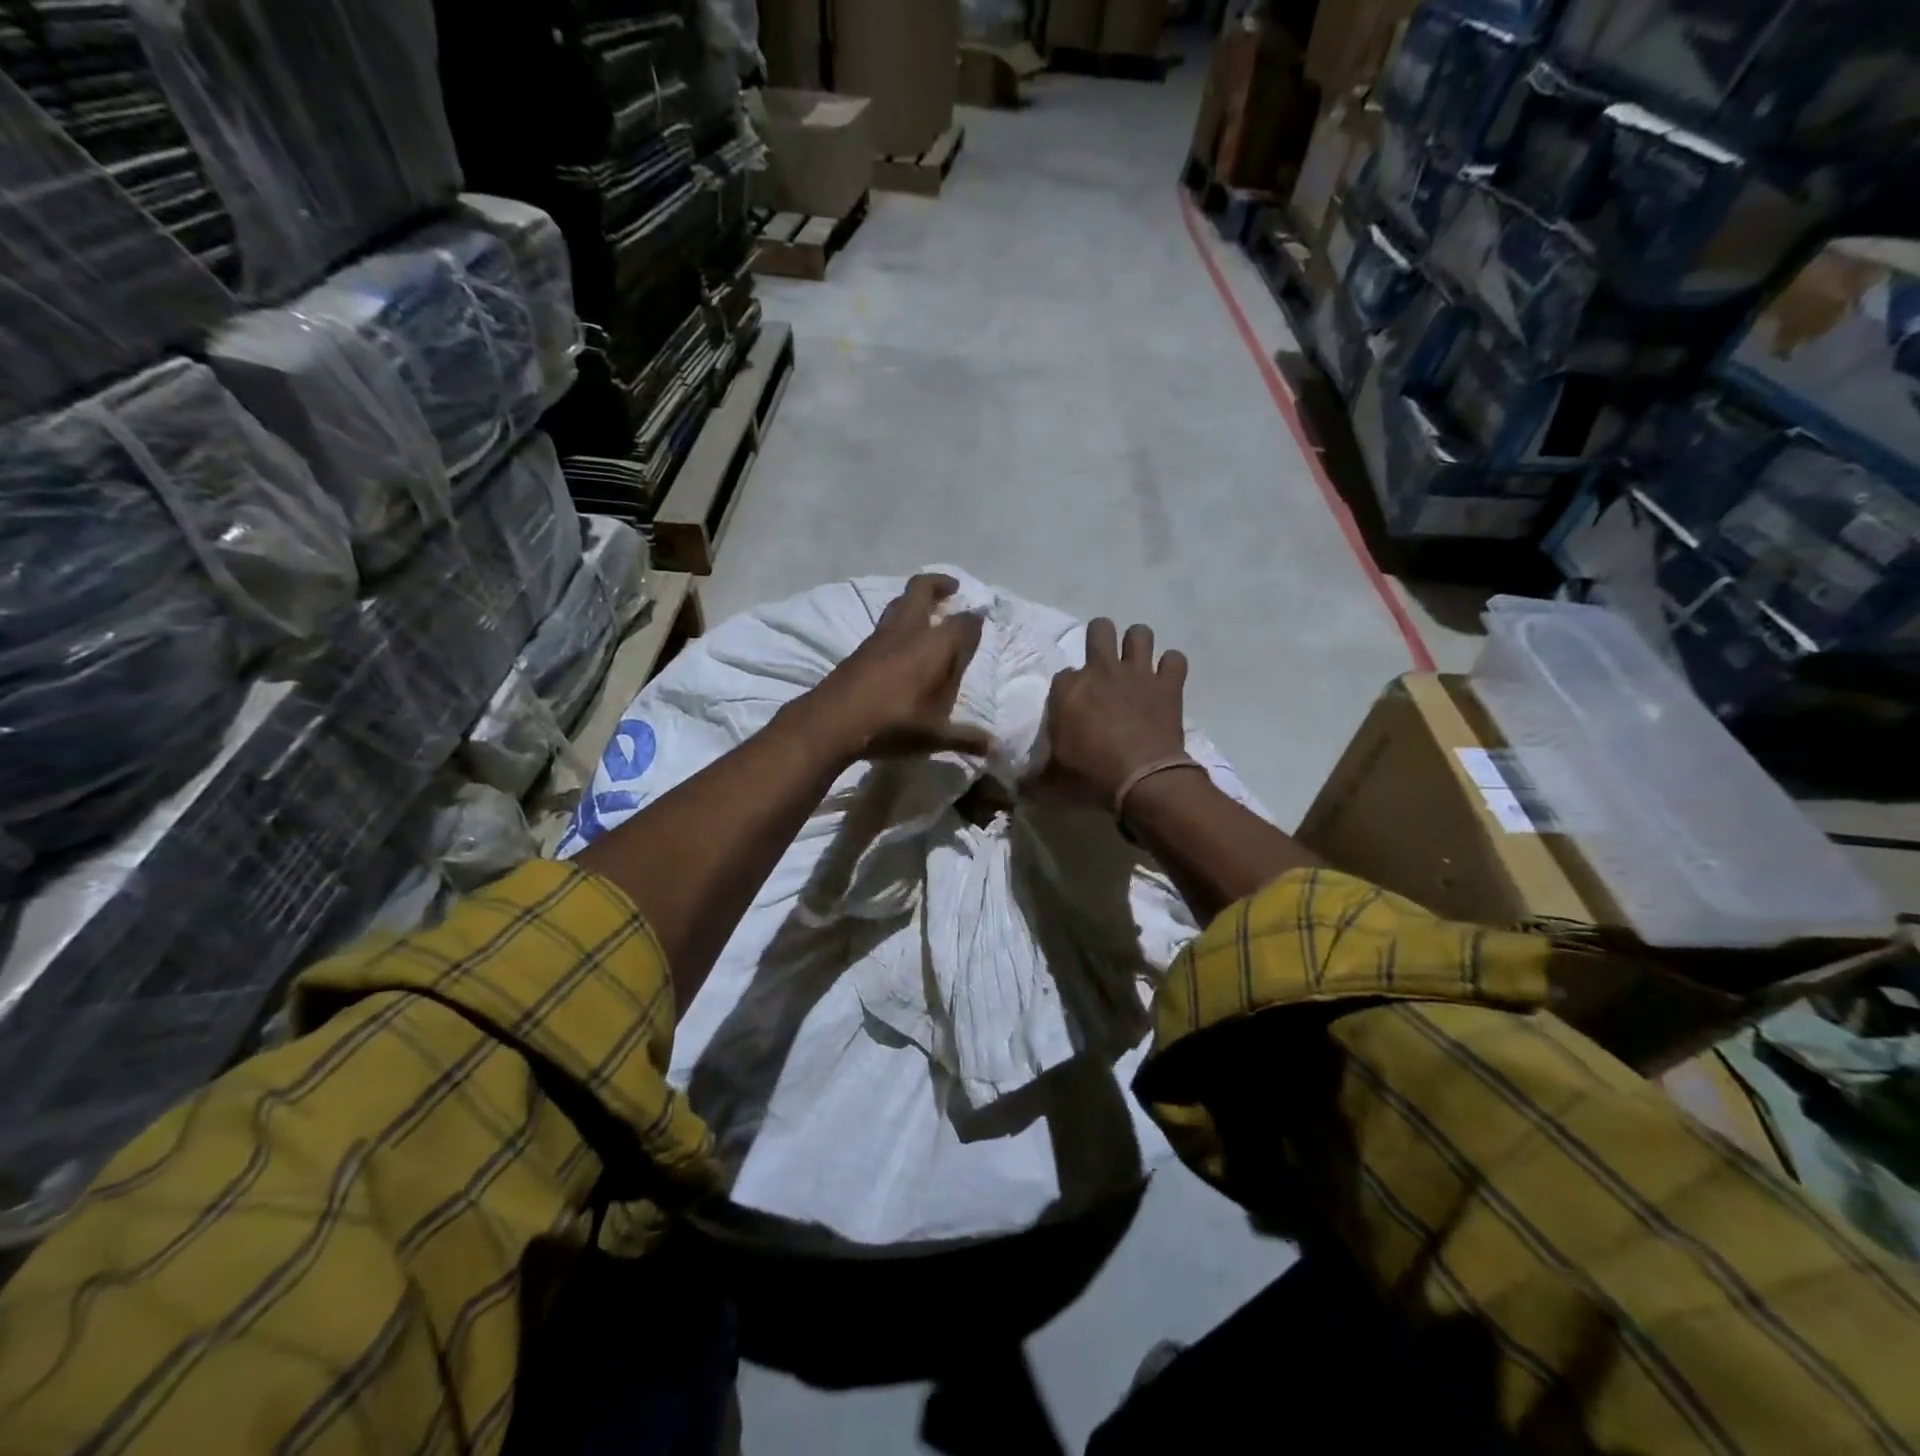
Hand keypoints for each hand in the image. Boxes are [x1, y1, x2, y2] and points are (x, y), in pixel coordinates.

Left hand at [795, 573, 990, 761]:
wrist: (832, 721)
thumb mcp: (933, 736)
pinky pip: (885, 623)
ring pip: (899, 603)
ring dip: (915, 600)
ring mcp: (880, 637)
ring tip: (927, 609)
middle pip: (922, 590)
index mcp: (934, 646)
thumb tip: (995, 747)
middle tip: (952, 588)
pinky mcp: (860, 649)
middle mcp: (908, 632)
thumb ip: (965, 738)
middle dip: (938, 584)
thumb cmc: (892, 723)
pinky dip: (898, 621)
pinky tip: (900, 641)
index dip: (974, 621)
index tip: (981, 619)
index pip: (962, 624)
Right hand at [1026, 618, 1190, 809]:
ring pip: (1140, 633)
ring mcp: (1137, 674)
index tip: (1073, 707)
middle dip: (1100, 637)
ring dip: (1138, 645)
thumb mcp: (1052, 779)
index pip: (1063, 675)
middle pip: (1100, 628)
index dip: (1068, 689)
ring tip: (1136, 662)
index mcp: (1068, 689)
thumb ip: (1035, 776)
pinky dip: (1171, 668)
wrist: (1141, 779)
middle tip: (1104, 661)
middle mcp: (1102, 670)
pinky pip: (1175, 660)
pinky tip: (1166, 680)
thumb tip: (1017, 787)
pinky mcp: (1168, 685)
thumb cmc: (1091, 775)